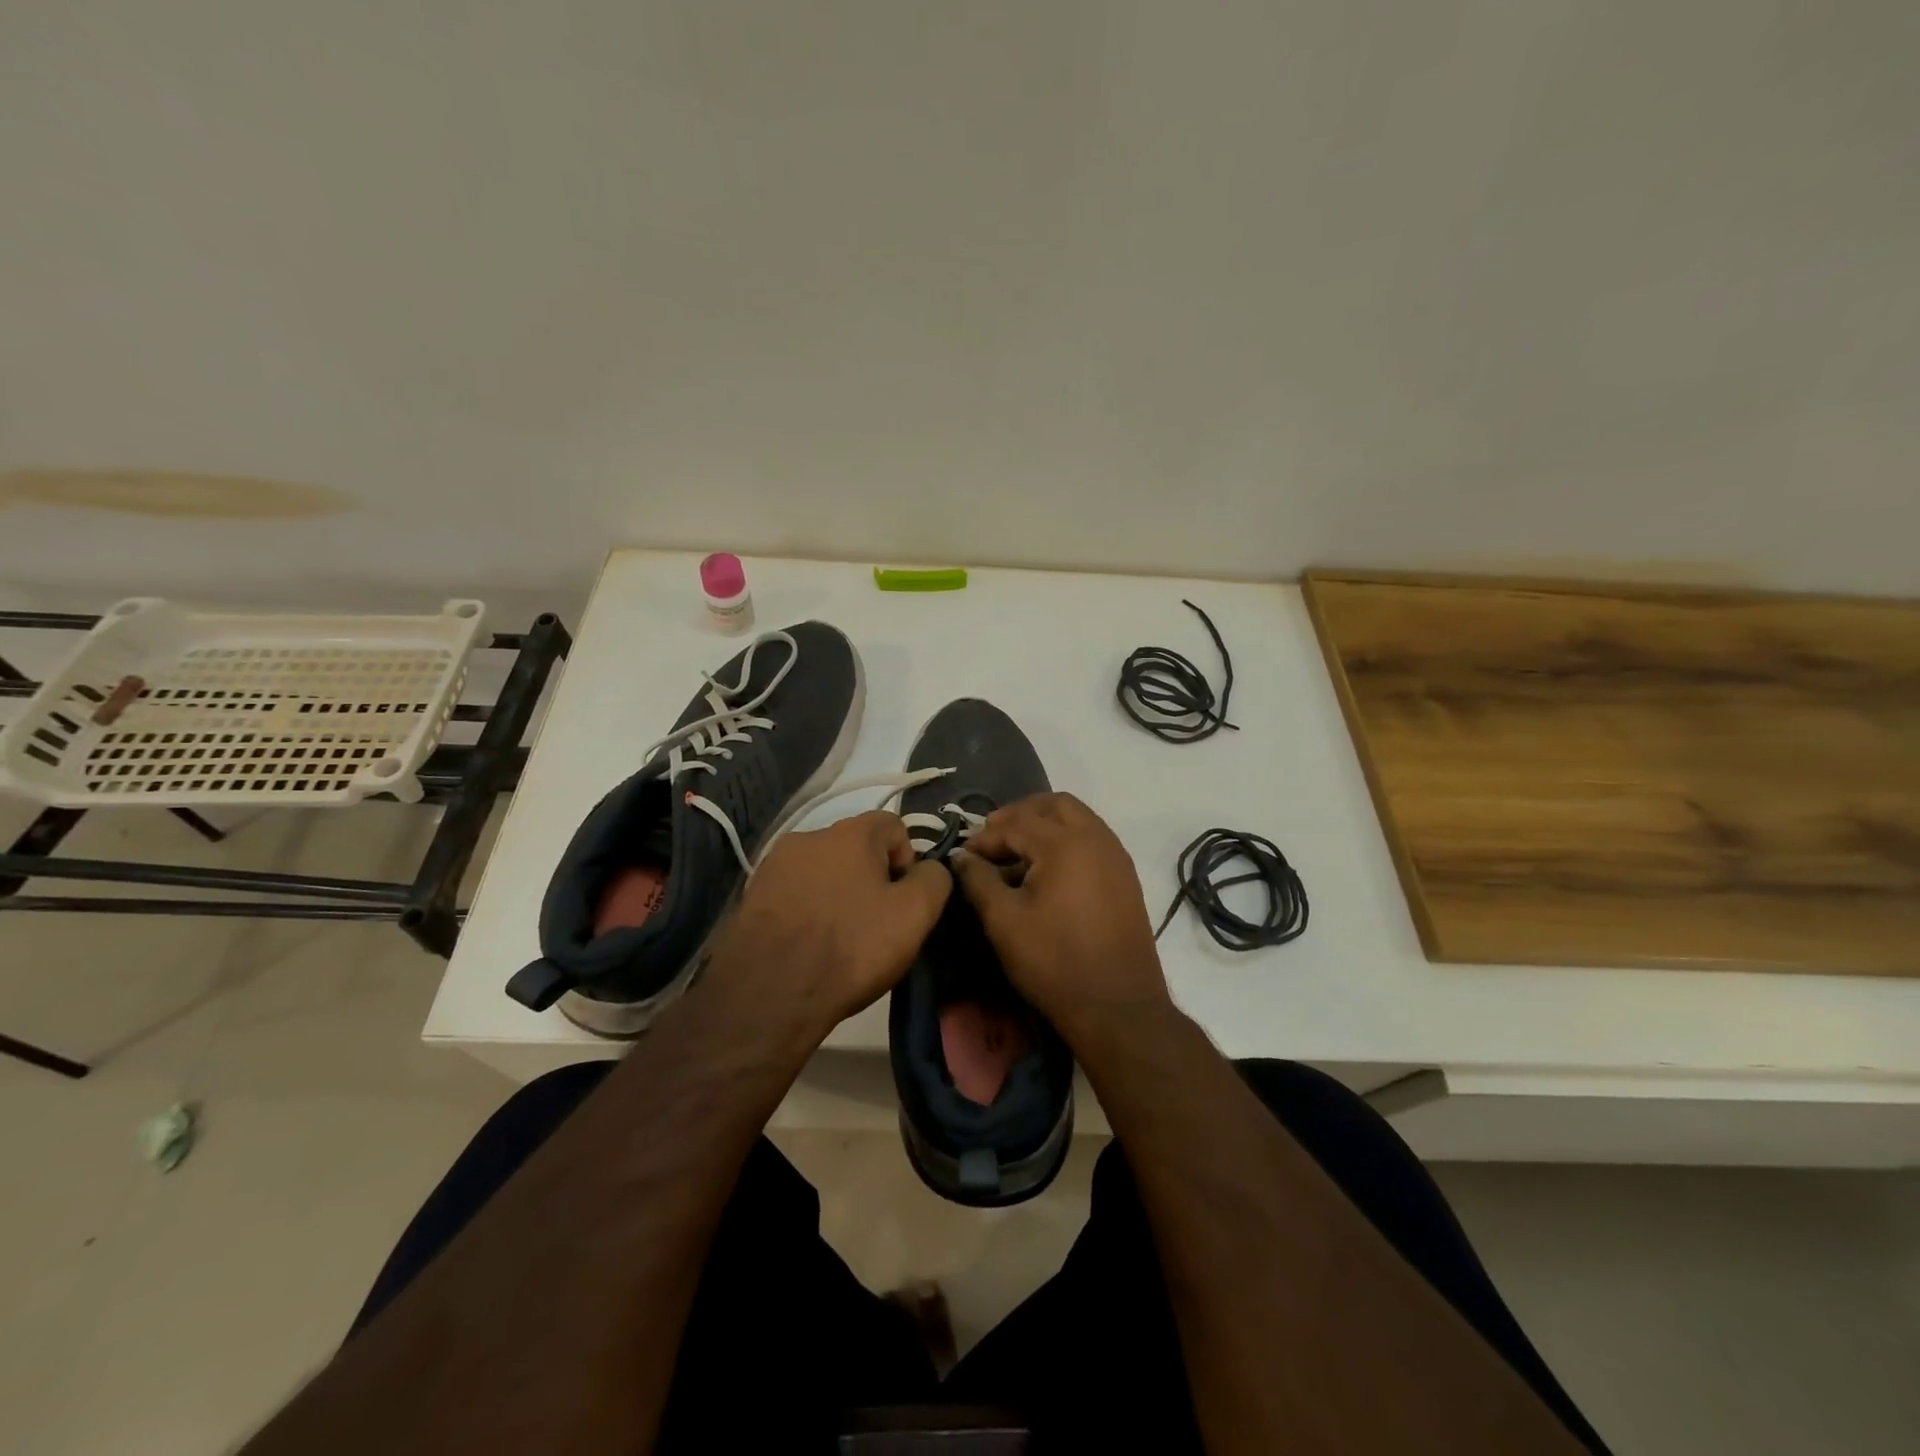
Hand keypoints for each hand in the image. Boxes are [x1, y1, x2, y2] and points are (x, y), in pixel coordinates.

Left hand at [701, 811, 951, 1048]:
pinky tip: (809, 945)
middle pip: (856, 848)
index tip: (904, 902)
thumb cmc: (850, 947)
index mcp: (851, 832)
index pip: (894, 826)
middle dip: (872, 878)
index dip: (908, 861)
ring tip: (840, 938)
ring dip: (838, 893)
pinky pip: (795, 893)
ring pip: (824, 871)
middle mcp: (809, 835)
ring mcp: (775, 865)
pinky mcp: (753, 895)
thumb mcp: (915, 915)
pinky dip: (808, 910)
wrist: (768, 993)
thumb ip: (934, 879)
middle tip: (877, 924)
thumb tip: (930, 869)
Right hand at [950, 793, 1173, 1040]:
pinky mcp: (1126, 877)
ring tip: (1018, 854)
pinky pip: (1093, 840)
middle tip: (995, 837)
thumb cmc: (1054, 961)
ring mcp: (1116, 856)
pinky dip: (1067, 841)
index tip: (964, 856)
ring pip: (1078, 819)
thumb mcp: (1004, 922)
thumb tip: (961, 857)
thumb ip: (978, 881)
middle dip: (1020, 814)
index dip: (986, 837)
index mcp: (1065, 843)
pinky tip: (1048, 872)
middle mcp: (1096, 838)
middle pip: (1054, 804)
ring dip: (1045, 825)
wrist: (1118, 1006)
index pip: (1016, 822)